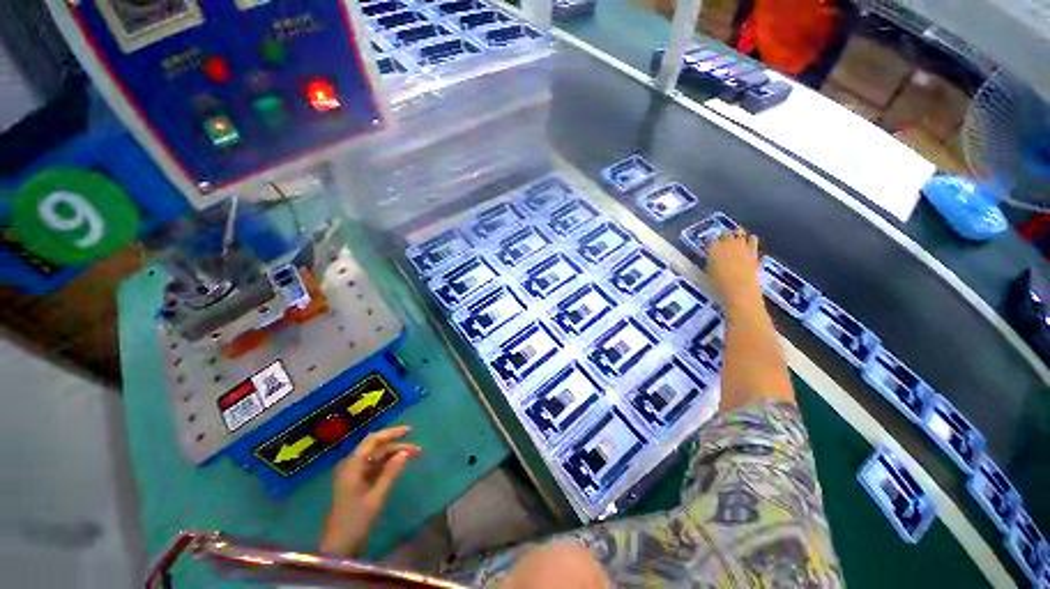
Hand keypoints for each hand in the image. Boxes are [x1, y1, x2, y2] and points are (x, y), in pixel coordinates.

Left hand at [319, 426, 420, 555]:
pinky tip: (400, 465)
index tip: (410, 431)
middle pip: (376, 448)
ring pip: (377, 457)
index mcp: (352, 465)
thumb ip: (390, 473)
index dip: (392, 433)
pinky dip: (388, 464)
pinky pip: (374, 467)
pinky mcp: (357, 484)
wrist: (338, 548)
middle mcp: (352, 466)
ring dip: (394, 454)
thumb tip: (405, 452)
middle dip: (397, 445)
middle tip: (417, 448)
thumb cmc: (355, 521)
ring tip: (413, 456)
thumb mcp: (376, 497)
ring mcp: (354, 475)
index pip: (373, 440)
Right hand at [706, 229, 761, 311]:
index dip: (709, 239)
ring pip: (740, 233)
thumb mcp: (708, 272)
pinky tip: (749, 243)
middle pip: (725, 233)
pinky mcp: (754, 251)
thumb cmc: (718, 283)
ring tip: (736, 237)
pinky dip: (750, 240)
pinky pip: (753, 240)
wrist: (740, 289)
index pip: (710, 238)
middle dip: (723, 235)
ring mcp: (743, 246)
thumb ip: (711, 262)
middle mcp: (728, 243)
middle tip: (722, 238)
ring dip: (737, 234)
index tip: (709, 242)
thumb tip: (713, 259)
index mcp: (714, 248)